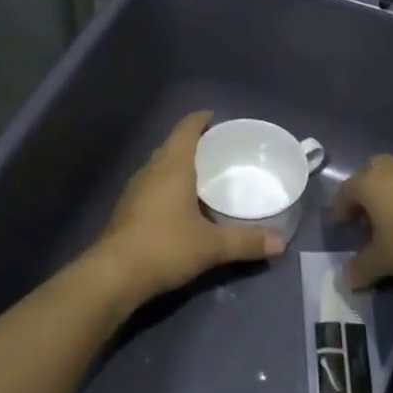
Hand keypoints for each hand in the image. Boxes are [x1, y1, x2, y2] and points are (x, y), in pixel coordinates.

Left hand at [91, 111, 282, 300]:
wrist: (113, 275)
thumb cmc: (165, 247)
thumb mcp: (211, 246)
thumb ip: (246, 242)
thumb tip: (279, 243)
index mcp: (172, 167)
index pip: (185, 129)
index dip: (199, 119)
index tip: (214, 117)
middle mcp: (150, 171)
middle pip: (171, 146)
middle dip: (191, 143)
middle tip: (215, 150)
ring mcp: (134, 191)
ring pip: (158, 167)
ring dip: (176, 165)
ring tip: (199, 176)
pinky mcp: (125, 211)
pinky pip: (150, 187)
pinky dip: (166, 186)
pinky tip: (178, 206)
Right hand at [331, 155, 392, 288]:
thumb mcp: (384, 260)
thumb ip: (362, 268)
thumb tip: (344, 280)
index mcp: (368, 182)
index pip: (344, 193)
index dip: (339, 211)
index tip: (338, 226)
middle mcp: (390, 168)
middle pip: (369, 177)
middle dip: (365, 197)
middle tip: (366, 221)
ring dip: (390, 196)